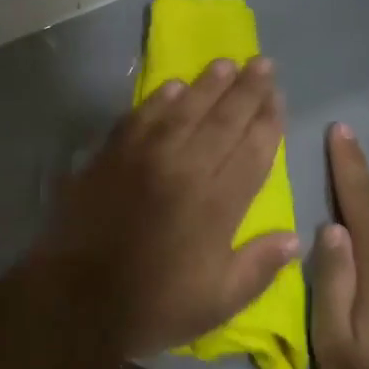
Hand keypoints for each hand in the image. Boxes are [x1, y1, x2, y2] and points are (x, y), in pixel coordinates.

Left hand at [29, 58, 299, 360]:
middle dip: (247, 90)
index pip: (253, 150)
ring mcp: (144, 158)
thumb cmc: (153, 305)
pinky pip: (140, 118)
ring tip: (226, 63)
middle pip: (223, 120)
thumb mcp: (218, 302)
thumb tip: (293, 237)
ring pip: (183, 110)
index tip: (279, 96)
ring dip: (207, 84)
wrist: (75, 298)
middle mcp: (185, 169)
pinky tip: (172, 87)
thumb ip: (258, 267)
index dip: (268, 121)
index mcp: (217, 204)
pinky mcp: (110, 156)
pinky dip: (159, 100)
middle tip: (263, 63)